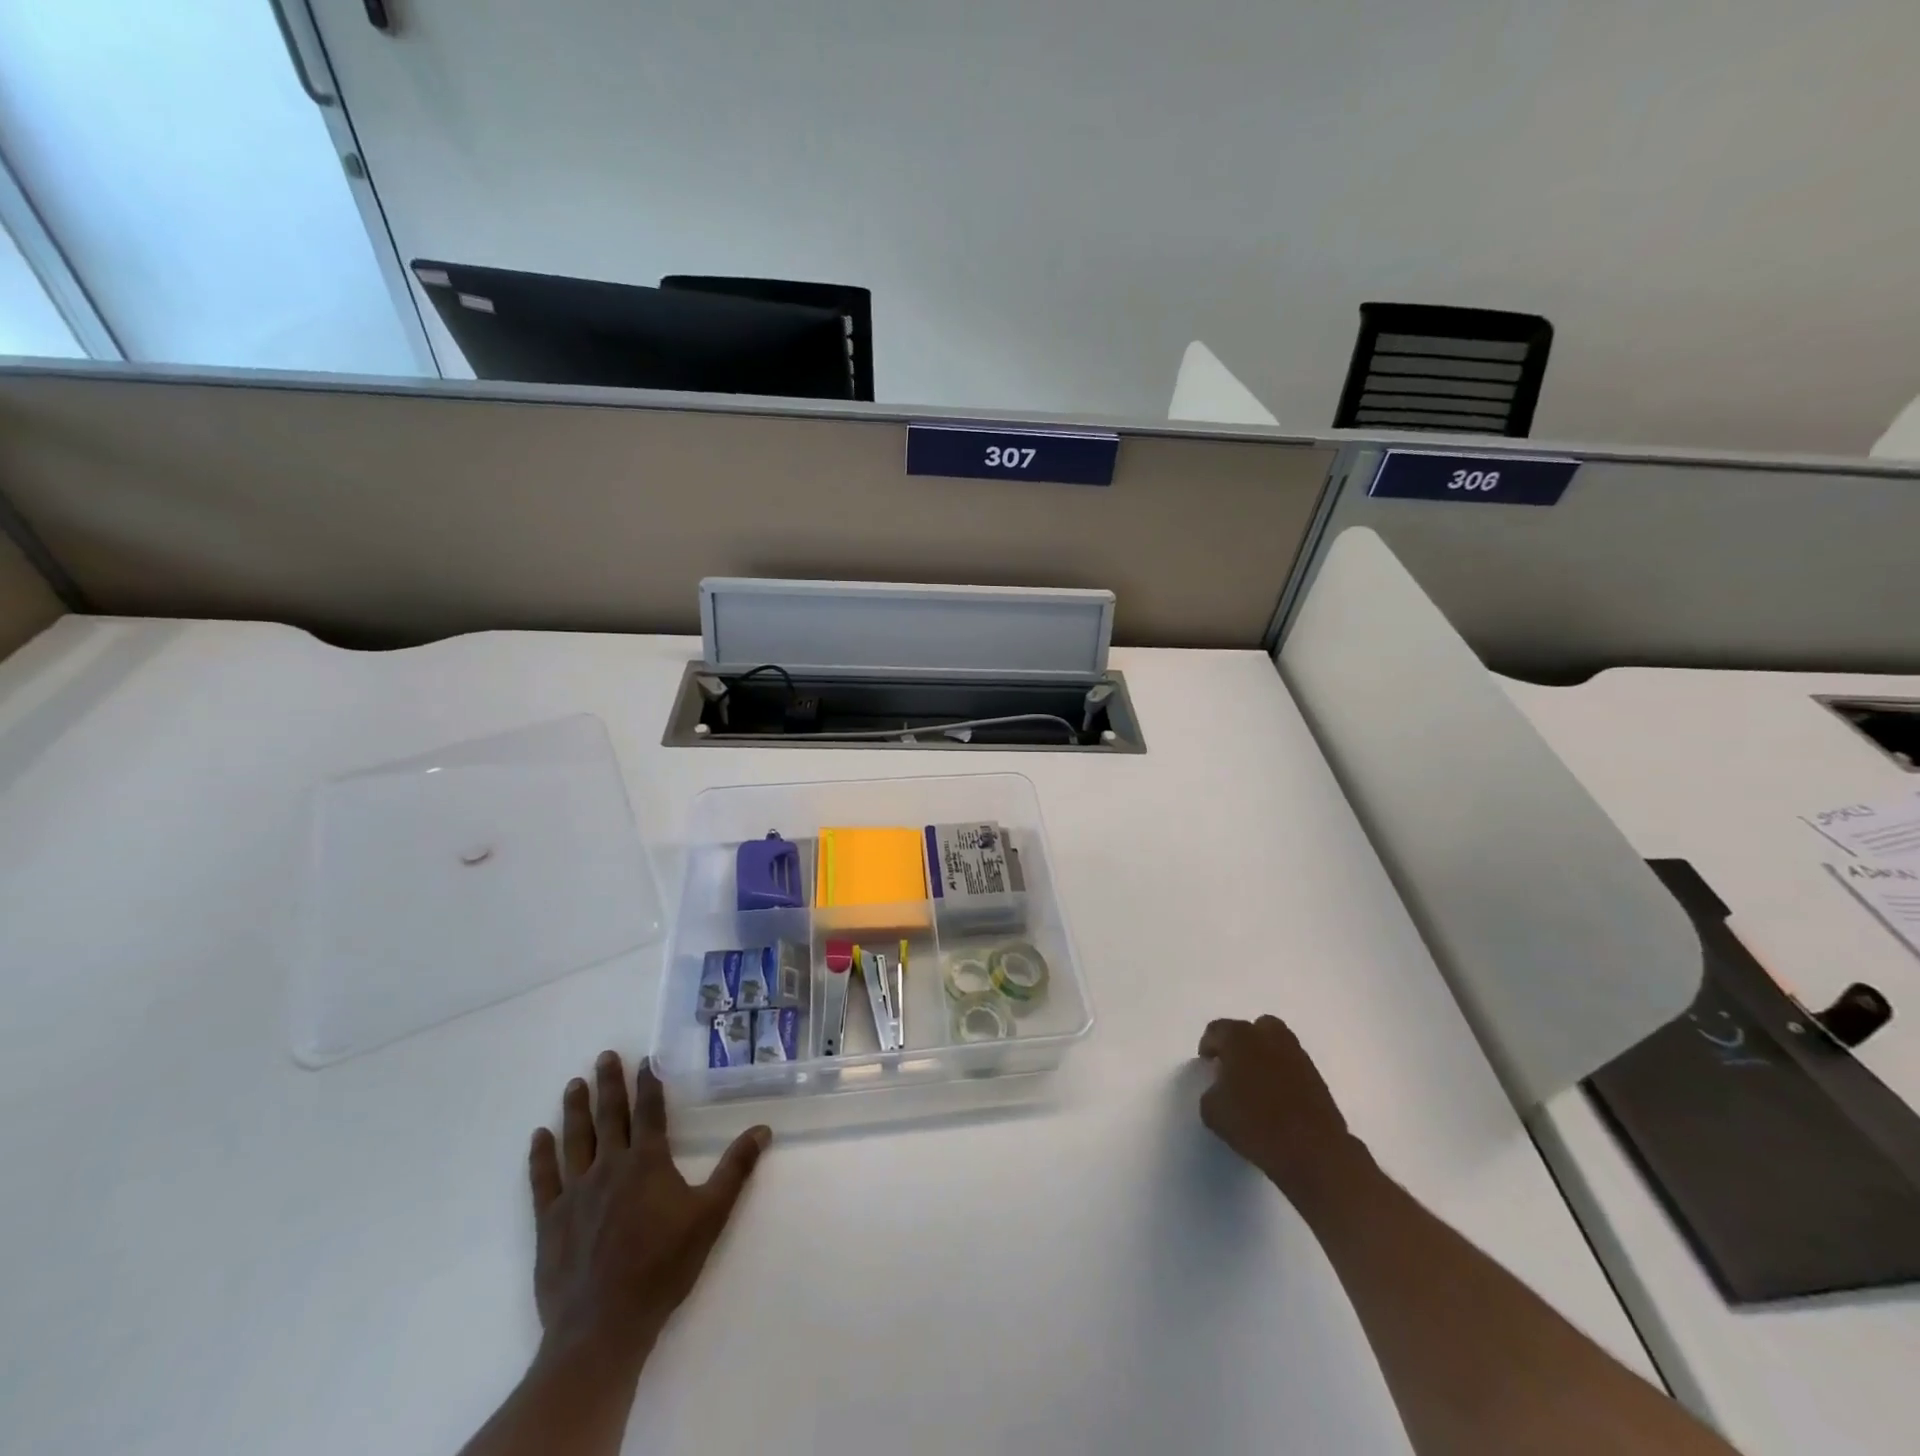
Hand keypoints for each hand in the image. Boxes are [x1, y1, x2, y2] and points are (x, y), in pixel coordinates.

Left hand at [528, 1052, 769, 1363]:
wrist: (603, 1326)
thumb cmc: (662, 1267)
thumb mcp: (710, 1216)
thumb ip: (735, 1170)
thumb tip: (762, 1129)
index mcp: (647, 1162)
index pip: (648, 1111)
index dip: (648, 1083)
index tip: (645, 1060)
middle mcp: (609, 1166)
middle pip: (609, 1116)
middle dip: (608, 1084)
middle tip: (603, 1056)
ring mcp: (576, 1192)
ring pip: (575, 1139)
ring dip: (575, 1109)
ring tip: (574, 1084)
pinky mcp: (550, 1220)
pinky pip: (543, 1179)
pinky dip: (541, 1155)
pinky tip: (539, 1136)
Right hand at [1198, 1016, 1372, 1205]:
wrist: (1313, 1151)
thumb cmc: (1255, 1124)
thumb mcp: (1213, 1111)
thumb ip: (1211, 1091)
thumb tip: (1220, 1088)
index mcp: (1239, 1037)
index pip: (1216, 1030)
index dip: (1208, 1046)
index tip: (1208, 1066)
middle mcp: (1268, 1036)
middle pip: (1251, 1029)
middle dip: (1241, 1044)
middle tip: (1234, 1069)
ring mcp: (1297, 1054)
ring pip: (1275, 1045)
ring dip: (1264, 1057)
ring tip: (1257, 1085)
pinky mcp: (1317, 1076)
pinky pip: (1291, 1066)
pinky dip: (1282, 1074)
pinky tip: (1277, 1098)